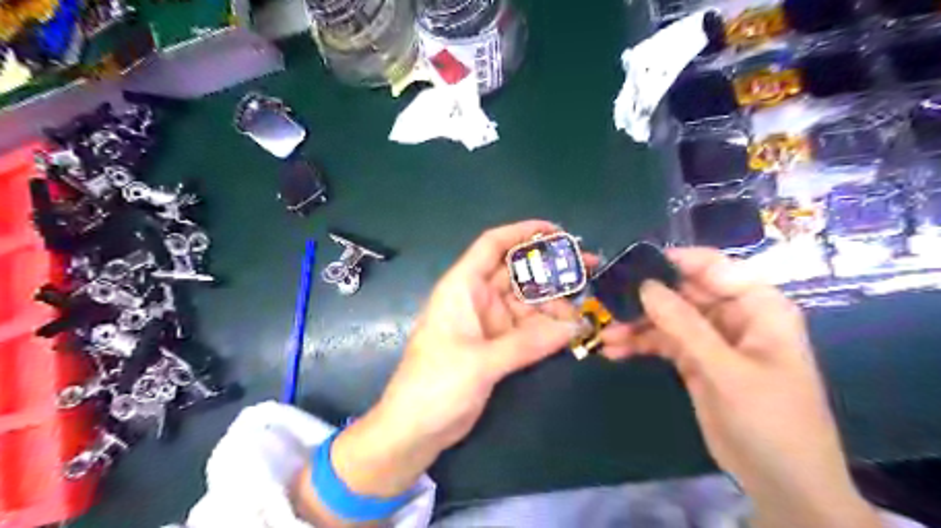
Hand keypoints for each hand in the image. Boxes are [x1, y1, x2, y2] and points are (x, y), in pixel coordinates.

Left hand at [293, 219, 586, 523]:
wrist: (415, 428)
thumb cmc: (436, 385)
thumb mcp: (482, 361)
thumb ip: (529, 343)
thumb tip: (575, 326)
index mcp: (462, 287)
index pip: (492, 246)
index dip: (523, 232)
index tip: (558, 232)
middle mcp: (477, 299)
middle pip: (517, 273)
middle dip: (551, 269)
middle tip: (589, 268)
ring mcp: (488, 323)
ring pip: (527, 303)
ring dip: (554, 304)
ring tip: (585, 311)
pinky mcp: (496, 346)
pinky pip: (528, 328)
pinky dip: (548, 328)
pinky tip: (571, 330)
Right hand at [603, 249, 882, 527]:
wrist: (781, 482)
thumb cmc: (770, 420)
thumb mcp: (726, 371)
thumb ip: (684, 326)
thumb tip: (646, 286)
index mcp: (757, 306)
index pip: (713, 267)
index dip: (673, 262)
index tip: (632, 264)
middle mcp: (733, 315)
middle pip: (683, 292)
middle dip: (645, 297)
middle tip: (607, 301)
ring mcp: (712, 339)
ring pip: (668, 318)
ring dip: (636, 324)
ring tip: (605, 333)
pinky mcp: (695, 360)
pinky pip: (663, 342)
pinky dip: (640, 345)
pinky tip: (614, 351)